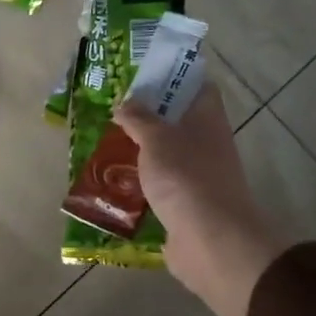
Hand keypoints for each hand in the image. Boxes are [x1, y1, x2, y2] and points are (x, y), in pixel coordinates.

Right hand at [114, 82, 291, 315]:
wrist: (210, 242)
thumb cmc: (186, 178)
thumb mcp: (156, 139)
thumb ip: (139, 118)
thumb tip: (125, 103)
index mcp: (207, 119)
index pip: (196, 86)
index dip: (173, 76)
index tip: (141, 74)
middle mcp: (206, 144)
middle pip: (177, 121)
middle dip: (147, 115)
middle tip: (113, 108)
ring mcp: (197, 176)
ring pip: (166, 154)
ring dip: (140, 150)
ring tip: (105, 142)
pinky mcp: (184, 205)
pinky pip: (159, 186)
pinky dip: (140, 182)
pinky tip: (113, 180)